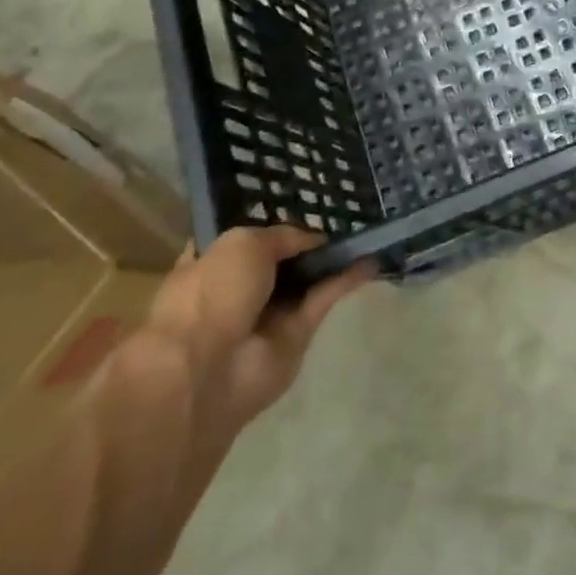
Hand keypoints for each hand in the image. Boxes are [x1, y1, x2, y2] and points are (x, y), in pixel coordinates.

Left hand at [144, 226, 372, 444]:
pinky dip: (345, 282)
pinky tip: (370, 262)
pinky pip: (323, 300)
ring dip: (332, 261)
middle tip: (340, 218)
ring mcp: (266, 314)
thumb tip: (313, 240)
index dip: (268, 223)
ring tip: (363, 236)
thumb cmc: (211, 293)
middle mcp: (237, 288)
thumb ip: (283, 235)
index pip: (242, 238)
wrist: (206, 369)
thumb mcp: (244, 242)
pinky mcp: (294, 336)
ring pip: (305, 280)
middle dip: (305, 242)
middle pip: (279, 260)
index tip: (298, 206)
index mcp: (209, 262)